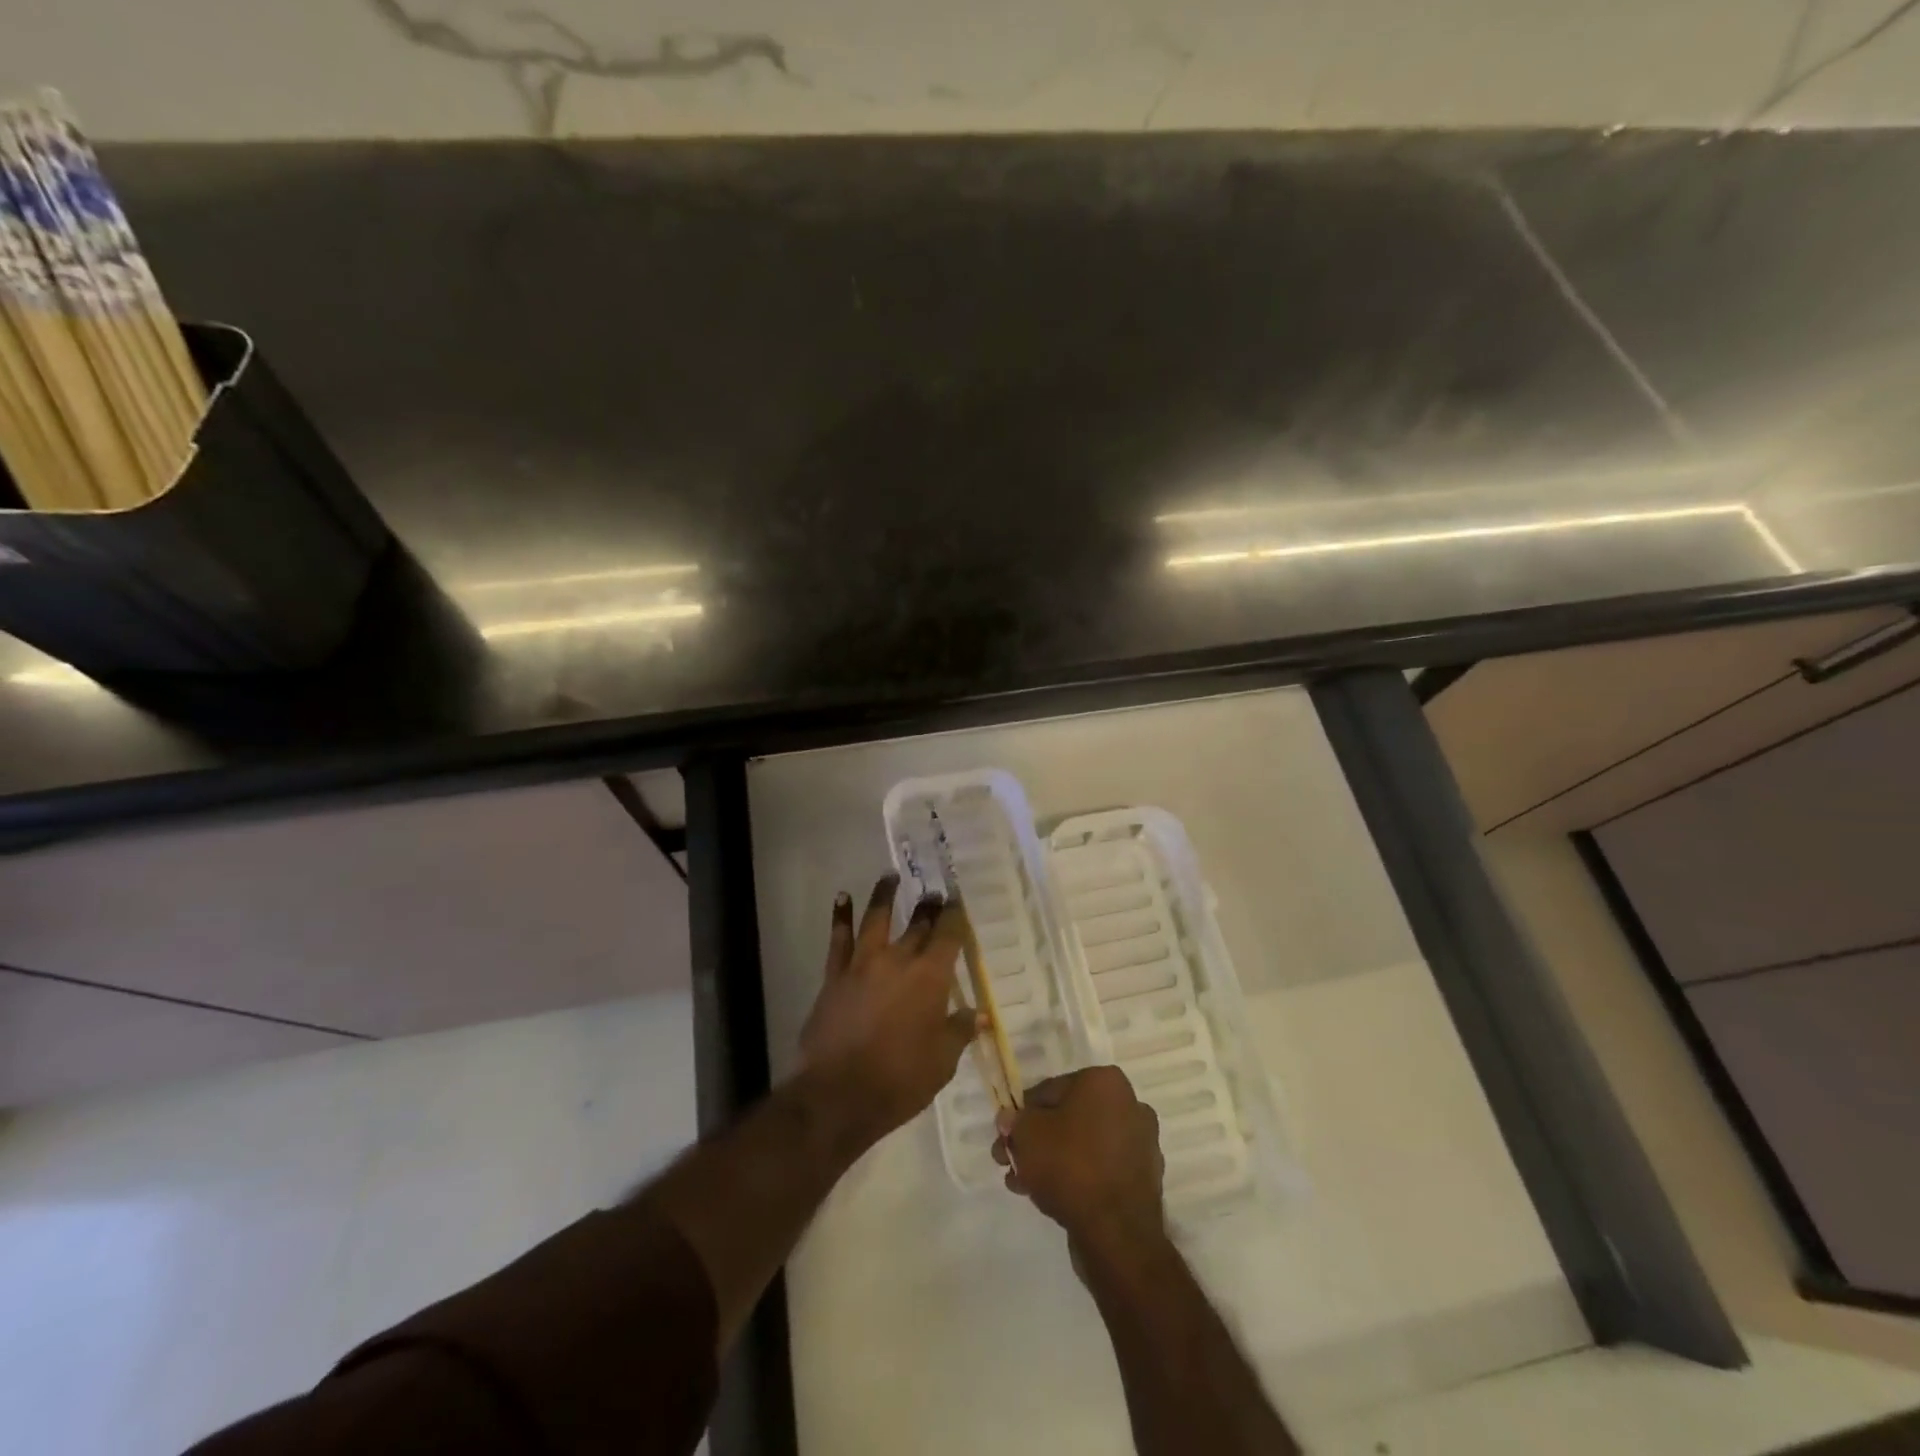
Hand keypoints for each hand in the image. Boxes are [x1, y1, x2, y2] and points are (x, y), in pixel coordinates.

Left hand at [800, 875, 982, 1141]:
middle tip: (934, 893)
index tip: (958, 902)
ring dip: (884, 894)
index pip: (948, 936)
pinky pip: (838, 939)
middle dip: (928, 907)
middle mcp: (898, 960)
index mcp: (930, 978)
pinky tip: (842, 897)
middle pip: (917, 924)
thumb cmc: (900, 1080)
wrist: (839, 1094)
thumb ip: (960, 1031)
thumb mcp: (942, 1061)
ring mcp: (863, 964)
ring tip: (890, 876)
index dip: (955, 917)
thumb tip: (980, 1015)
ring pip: (876, 919)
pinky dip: (841, 915)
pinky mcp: (835, 976)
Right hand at [993, 1066, 1164, 1251]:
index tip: (1006, 1137)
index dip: (1022, 1114)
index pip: (1050, 1090)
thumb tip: (1010, 1119)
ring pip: (1082, 1145)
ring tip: (1023, 1184)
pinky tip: (1049, 1198)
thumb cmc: (1070, 1165)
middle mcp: (1129, 1105)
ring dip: (1051, 1160)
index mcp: (1105, 1082)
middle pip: (1067, 1118)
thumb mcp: (1027, 1134)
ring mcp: (1140, 1144)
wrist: (1117, 1233)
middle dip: (1036, 1141)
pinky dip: (1076, 1177)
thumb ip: (1015, 1121)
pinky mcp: (1142, 1179)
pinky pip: (1099, 1169)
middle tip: (1010, 1163)